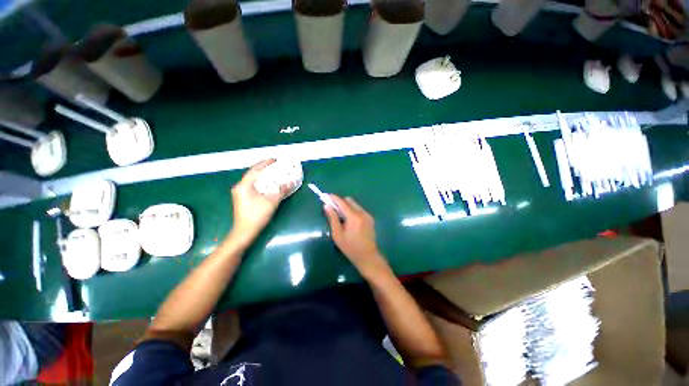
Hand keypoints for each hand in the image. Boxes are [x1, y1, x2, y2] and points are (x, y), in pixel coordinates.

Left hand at [229, 160, 290, 244]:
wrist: (245, 232)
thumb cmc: (257, 216)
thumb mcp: (272, 202)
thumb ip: (281, 191)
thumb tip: (291, 182)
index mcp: (244, 185)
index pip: (255, 170)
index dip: (265, 163)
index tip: (275, 160)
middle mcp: (240, 187)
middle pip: (253, 174)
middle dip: (265, 169)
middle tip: (276, 166)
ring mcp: (240, 193)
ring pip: (253, 180)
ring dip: (263, 176)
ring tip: (274, 174)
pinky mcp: (242, 198)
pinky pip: (252, 186)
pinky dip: (261, 183)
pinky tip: (268, 185)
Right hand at [323, 195, 388, 276]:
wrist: (367, 256)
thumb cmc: (350, 247)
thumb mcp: (337, 234)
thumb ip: (332, 218)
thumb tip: (326, 206)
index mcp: (353, 217)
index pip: (342, 202)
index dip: (333, 198)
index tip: (326, 196)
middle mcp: (362, 212)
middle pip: (349, 200)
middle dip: (340, 202)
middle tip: (332, 208)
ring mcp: (367, 215)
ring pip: (355, 204)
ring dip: (346, 206)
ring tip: (340, 216)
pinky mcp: (370, 218)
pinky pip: (359, 209)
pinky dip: (352, 210)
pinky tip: (349, 220)